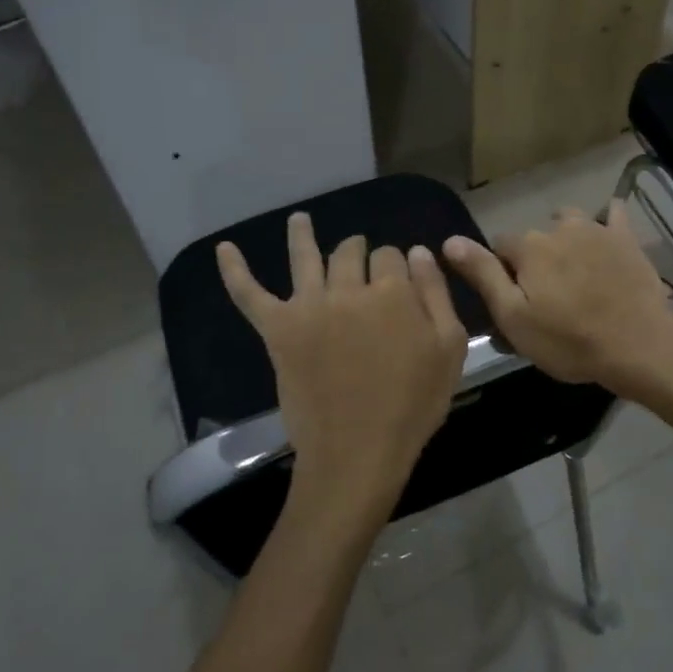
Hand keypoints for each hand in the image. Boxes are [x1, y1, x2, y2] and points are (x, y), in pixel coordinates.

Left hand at [217, 213, 466, 529]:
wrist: (359, 452)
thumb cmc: (413, 404)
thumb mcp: (449, 349)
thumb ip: (436, 294)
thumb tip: (418, 251)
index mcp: (391, 292)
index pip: (391, 256)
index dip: (397, 266)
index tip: (401, 283)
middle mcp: (347, 289)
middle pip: (351, 252)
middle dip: (359, 251)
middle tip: (362, 260)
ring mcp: (308, 307)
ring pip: (305, 258)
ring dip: (302, 234)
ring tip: (299, 219)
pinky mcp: (278, 330)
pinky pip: (250, 295)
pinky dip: (235, 271)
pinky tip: (223, 249)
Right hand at [443, 201, 672, 391]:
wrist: (637, 344)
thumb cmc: (568, 340)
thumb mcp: (513, 316)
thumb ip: (482, 275)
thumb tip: (449, 241)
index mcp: (529, 248)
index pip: (500, 245)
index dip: (500, 270)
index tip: (511, 298)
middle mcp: (559, 228)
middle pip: (535, 236)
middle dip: (534, 258)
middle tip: (545, 295)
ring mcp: (596, 229)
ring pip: (569, 221)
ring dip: (565, 237)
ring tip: (573, 268)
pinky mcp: (626, 238)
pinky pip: (613, 215)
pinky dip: (607, 220)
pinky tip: (608, 232)